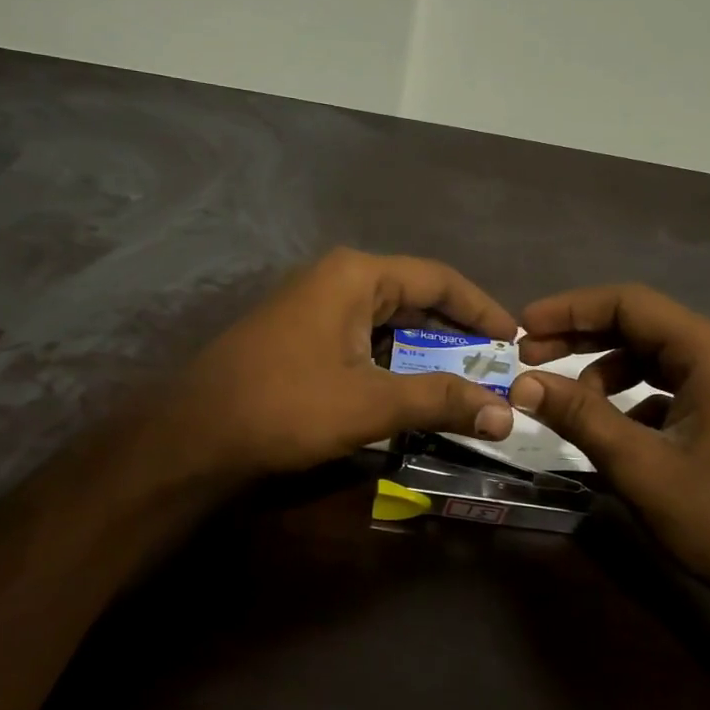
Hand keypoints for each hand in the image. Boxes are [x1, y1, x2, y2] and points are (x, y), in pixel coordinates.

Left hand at [169, 249, 517, 479]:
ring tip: (464, 380)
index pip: (439, 278)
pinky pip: (363, 337)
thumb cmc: (286, 405)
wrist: (194, 434)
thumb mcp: (371, 402)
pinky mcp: (300, 334)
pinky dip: (394, 360)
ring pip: (388, 320)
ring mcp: (313, 305)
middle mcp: (336, 278)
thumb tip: (506, 414)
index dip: (483, 309)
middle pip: (415, 296)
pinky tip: (411, 387)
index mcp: (356, 275)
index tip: (515, 339)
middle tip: (495, 366)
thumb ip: (440, 400)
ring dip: (426, 349)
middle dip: (456, 332)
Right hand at [510, 285, 709, 611]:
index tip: (522, 326)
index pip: (629, 303)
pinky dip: (631, 395)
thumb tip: (522, 383)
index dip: (569, 310)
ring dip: (604, 369)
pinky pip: (669, 385)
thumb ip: (579, 415)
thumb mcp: (639, 465)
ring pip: (653, 355)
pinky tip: (609, 427)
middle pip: (640, 324)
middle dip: (580, 337)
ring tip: (566, 401)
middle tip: (528, 357)